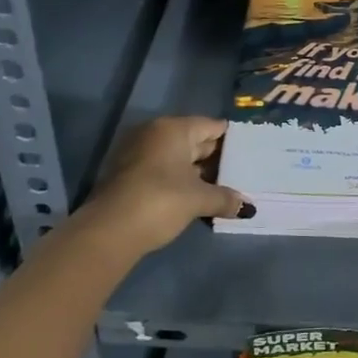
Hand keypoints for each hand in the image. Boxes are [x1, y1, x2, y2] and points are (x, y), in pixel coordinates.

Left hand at [82, 116, 251, 257]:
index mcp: (174, 128)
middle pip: (194, 140)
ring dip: (196, 172)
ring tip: (222, 186)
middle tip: (240, 171)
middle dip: (214, 157)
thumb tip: (248, 207)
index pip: (211, 126)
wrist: (108, 231)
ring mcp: (138, 153)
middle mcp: (155, 133)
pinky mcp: (127, 174)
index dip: (231, 139)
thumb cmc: (160, 201)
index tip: (249, 150)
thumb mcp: (198, 199)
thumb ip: (224, 198)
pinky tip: (195, 196)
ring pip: (176, 157)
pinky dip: (178, 179)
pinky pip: (162, 169)